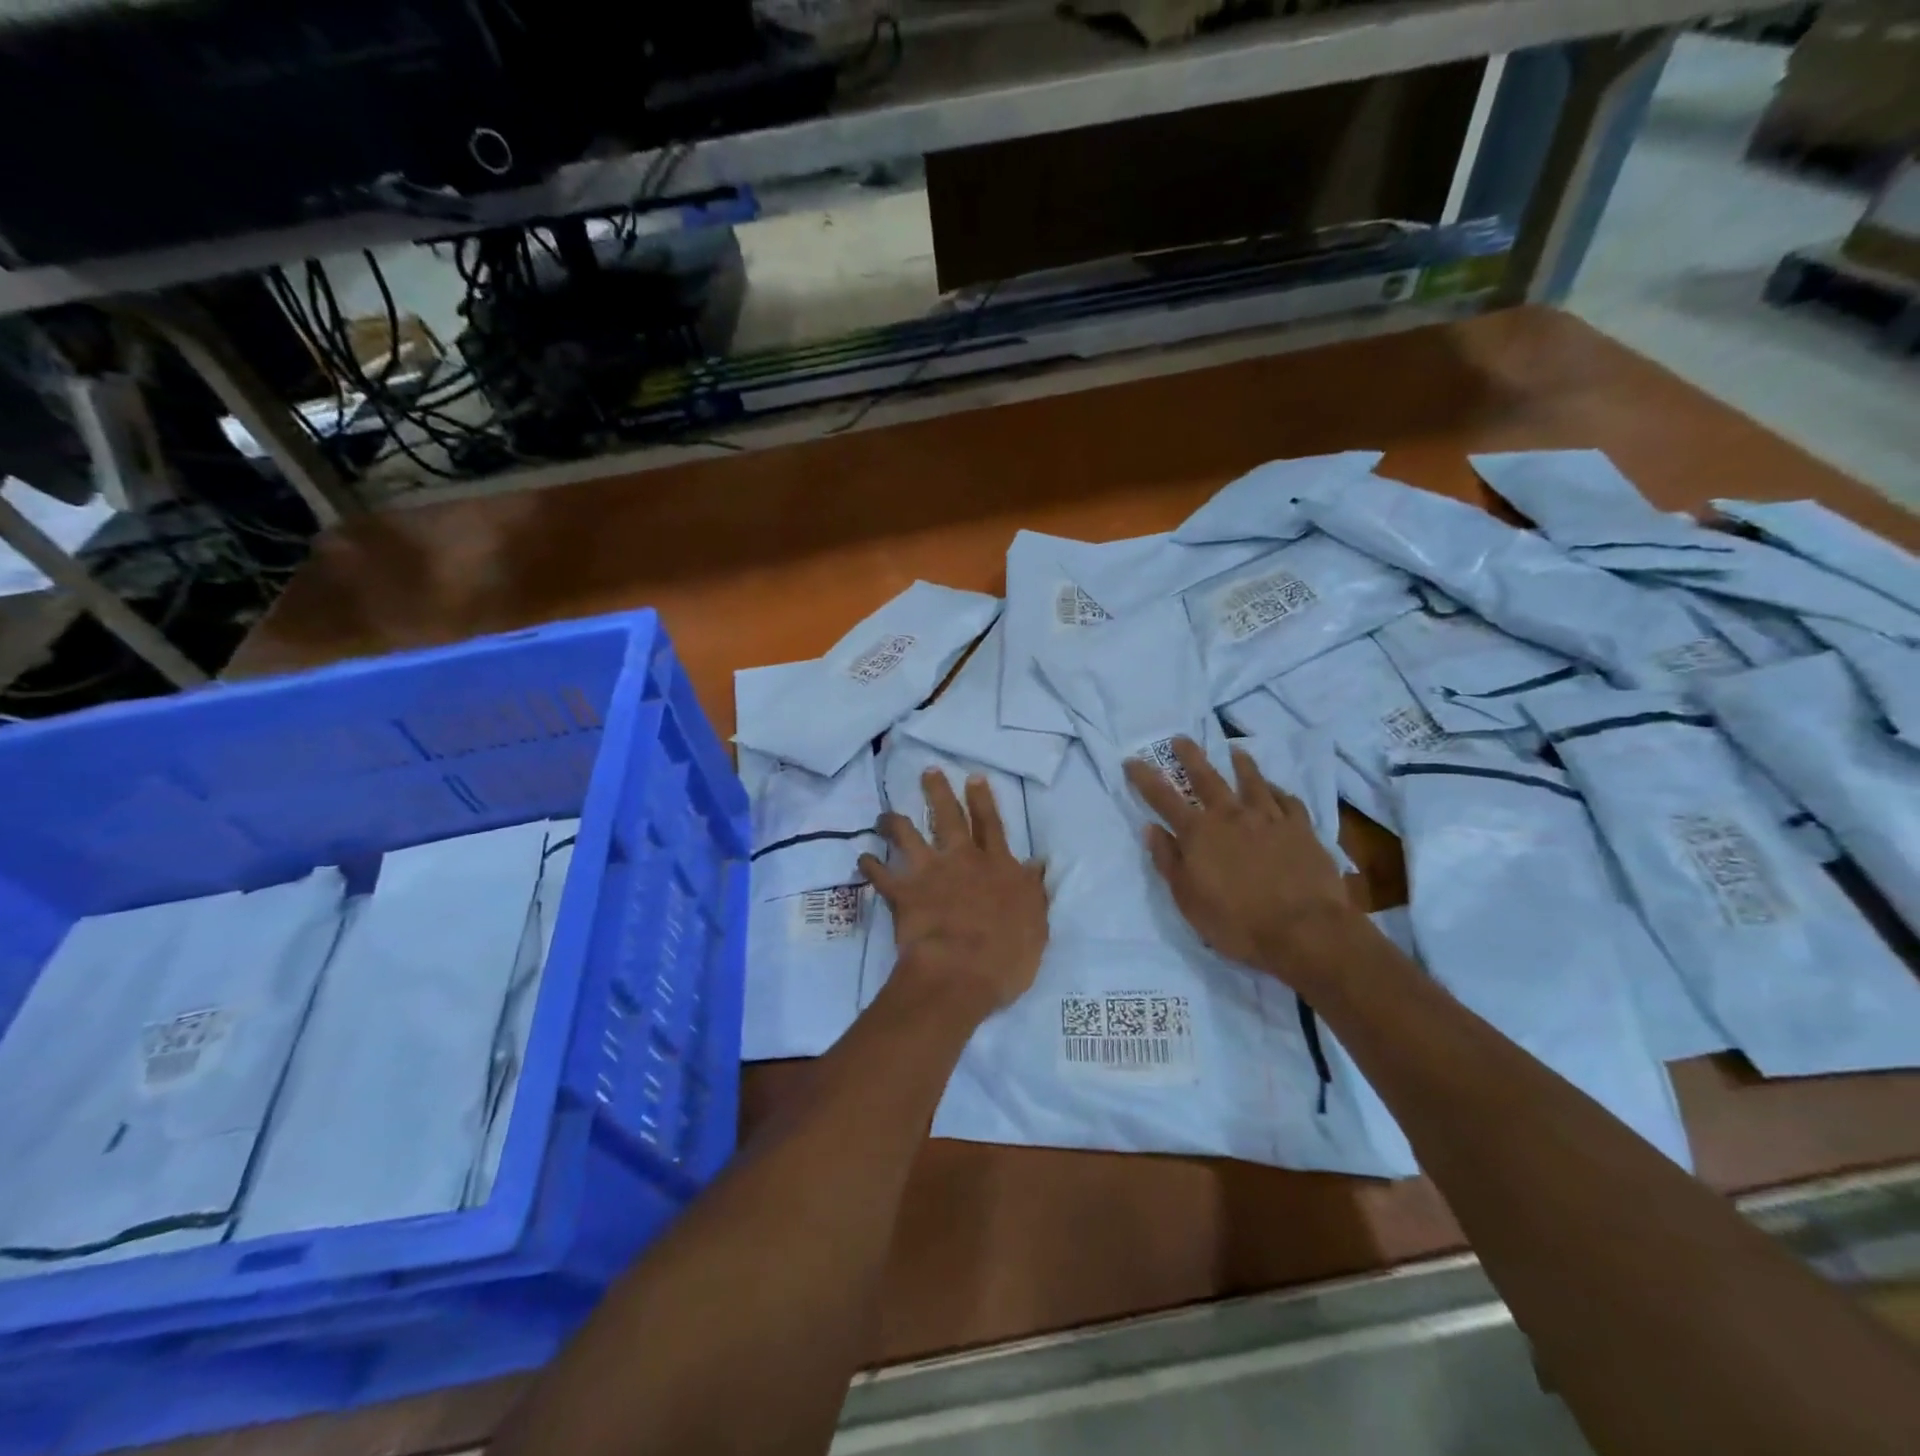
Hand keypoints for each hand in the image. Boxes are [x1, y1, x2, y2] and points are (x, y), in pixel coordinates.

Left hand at [860, 771, 1049, 1020]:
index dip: (982, 800)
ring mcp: (929, 872)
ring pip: (908, 836)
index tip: (973, 778)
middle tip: (928, 772)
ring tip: (885, 814)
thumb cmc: (1007, 955)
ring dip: (895, 823)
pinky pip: (880, 874)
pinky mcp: (902, 892)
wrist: (960, 972)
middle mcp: (962, 860)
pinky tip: (861, 857)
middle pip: (948, 818)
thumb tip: (1036, 863)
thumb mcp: (1035, 922)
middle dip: (938, 792)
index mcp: (997, 867)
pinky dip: (869, 865)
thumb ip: (1032, 890)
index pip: (991, 825)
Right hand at [1124, 737, 1359, 988]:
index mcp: (1199, 833)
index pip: (1163, 798)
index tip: (1132, 761)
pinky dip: (1279, 792)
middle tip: (1181, 739)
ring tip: (1235, 750)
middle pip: (1207, 778)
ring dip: (1241, 764)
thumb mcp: (1187, 899)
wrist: (1304, 930)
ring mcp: (1269, 818)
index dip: (1145, 778)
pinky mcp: (1301, 829)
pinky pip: (1288, 802)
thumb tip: (1151, 828)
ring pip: (1252, 781)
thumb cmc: (1236, 922)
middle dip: (1190, 757)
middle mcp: (1231, 816)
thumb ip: (1168, 860)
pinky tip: (1277, 790)